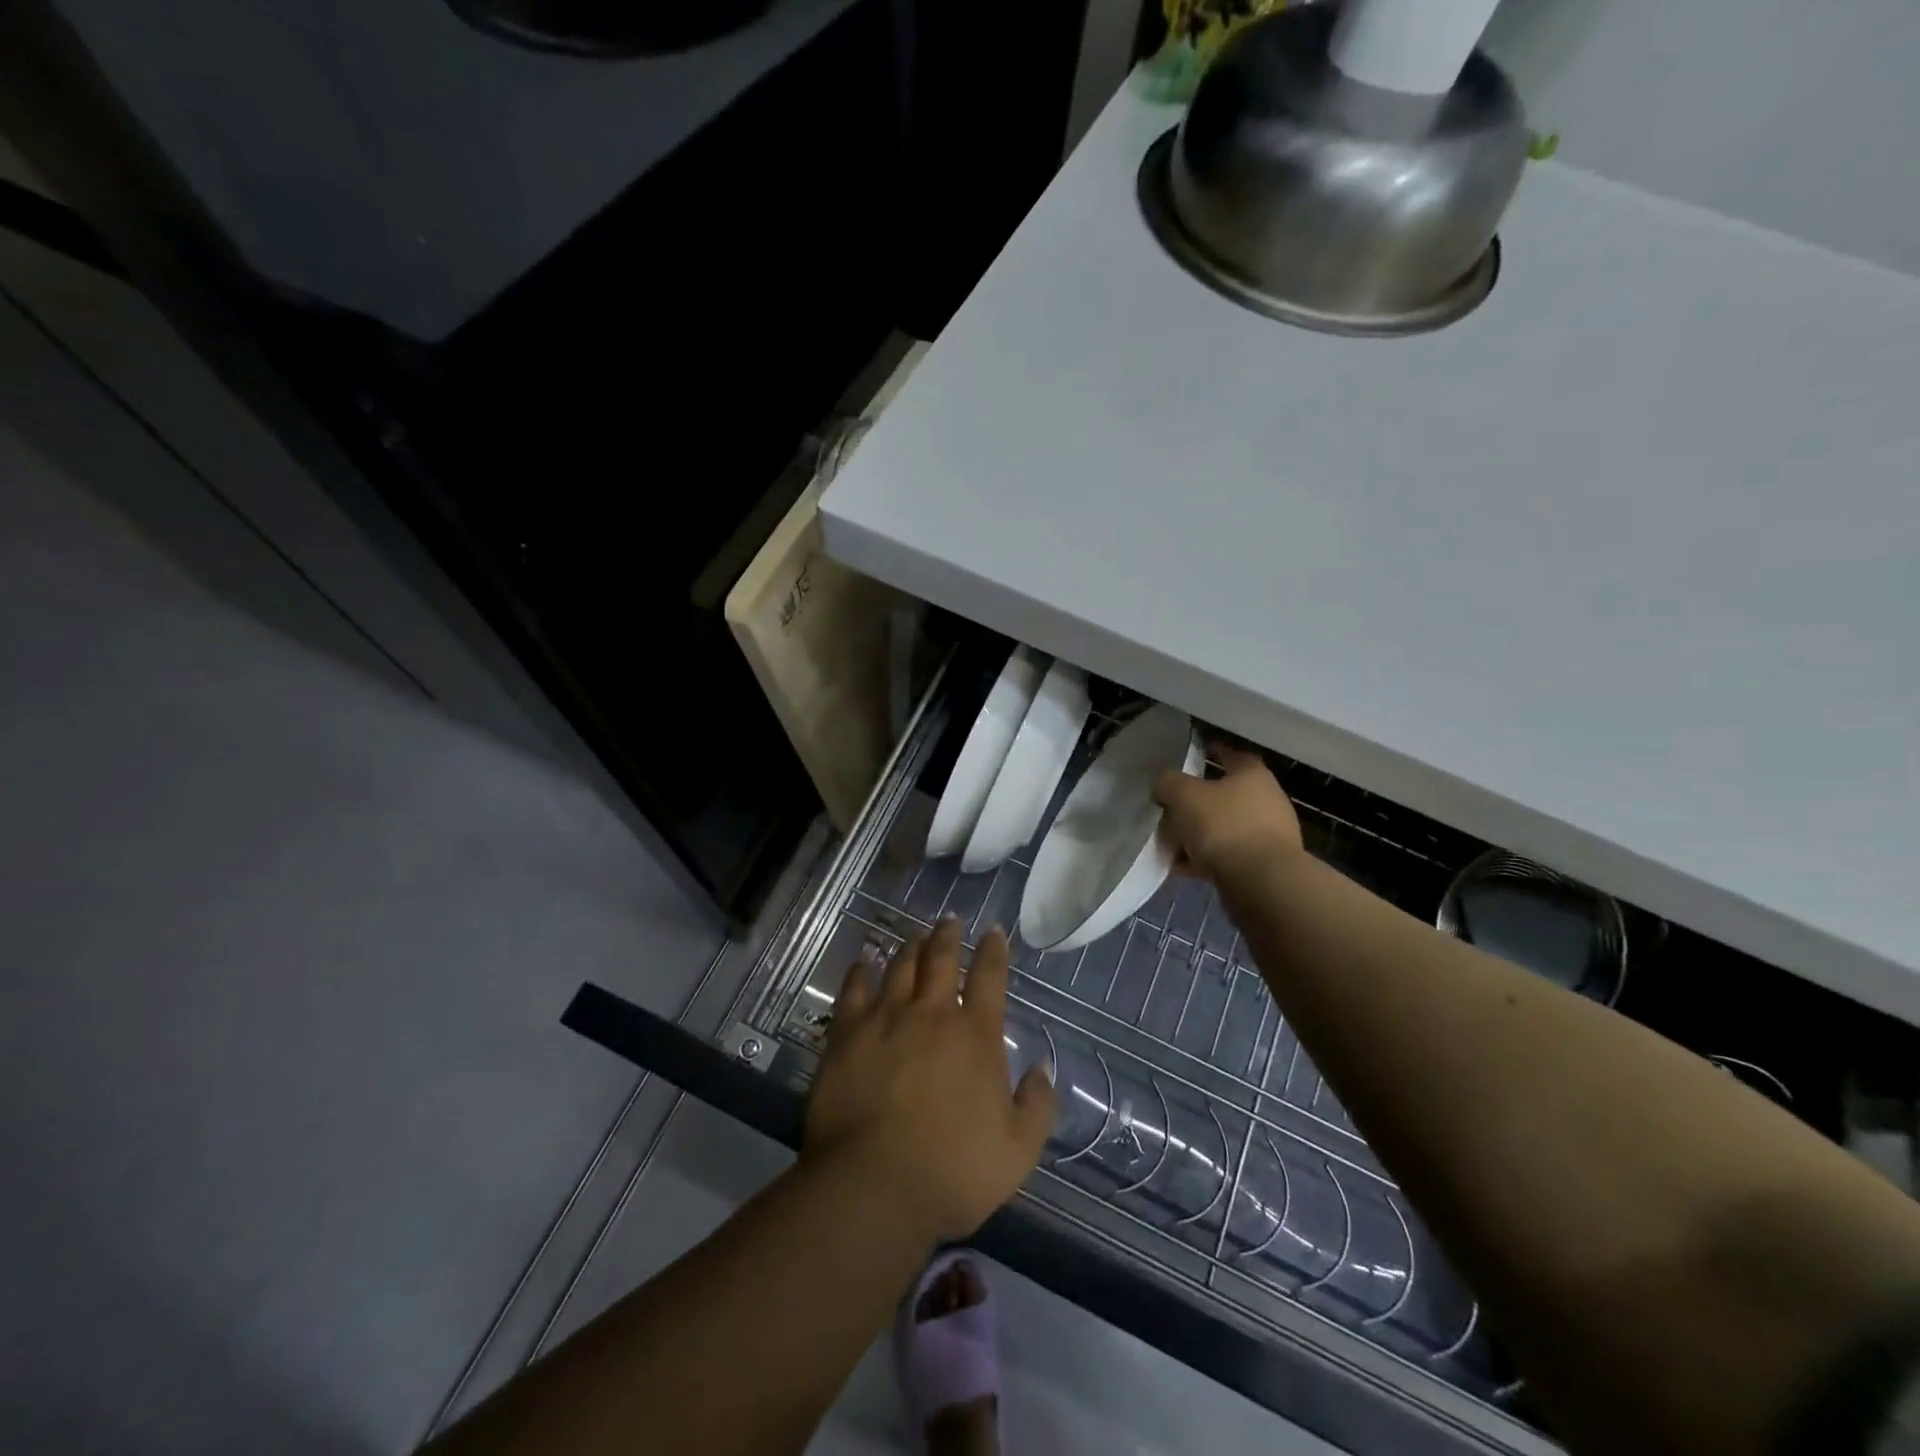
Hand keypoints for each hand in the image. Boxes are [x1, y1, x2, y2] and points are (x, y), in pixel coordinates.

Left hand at [805, 917, 1055, 1244]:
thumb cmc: (954, 1170)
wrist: (874, 1186)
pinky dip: (860, 972)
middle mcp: (931, 1013)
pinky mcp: (846, 1034)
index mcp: (975, 1033)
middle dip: (947, 936)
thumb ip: (1037, 1105)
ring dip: (909, 948)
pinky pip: (853, 990)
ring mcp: (885, 1019)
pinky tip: (863, 963)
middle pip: (940, 959)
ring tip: (913, 938)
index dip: (993, 951)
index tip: (993, 931)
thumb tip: (1041, 1068)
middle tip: (949, 920)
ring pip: (899, 967)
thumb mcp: (1018, 1150)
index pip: (988, 977)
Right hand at [1154, 743, 1302, 880]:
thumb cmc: (1224, 826)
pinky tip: (1181, 868)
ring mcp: (1268, 834)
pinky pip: (1226, 855)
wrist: (1262, 883)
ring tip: (1169, 843)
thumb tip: (1163, 784)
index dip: (1210, 751)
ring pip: (1223, 827)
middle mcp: (1266, 800)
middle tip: (1169, 806)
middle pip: (1224, 794)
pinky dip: (1204, 859)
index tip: (1189, 754)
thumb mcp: (1184, 795)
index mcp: (1252, 774)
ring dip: (1197, 834)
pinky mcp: (1263, 865)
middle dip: (1195, 801)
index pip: (1231, 753)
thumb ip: (1168, 782)